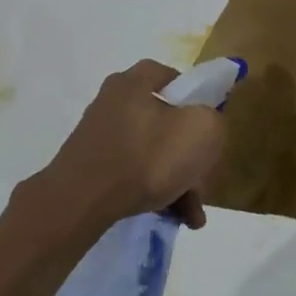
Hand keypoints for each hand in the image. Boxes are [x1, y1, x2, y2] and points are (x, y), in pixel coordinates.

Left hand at [37, 60, 225, 231]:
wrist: (81, 202)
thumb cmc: (146, 157)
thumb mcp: (202, 131)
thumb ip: (214, 120)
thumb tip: (206, 125)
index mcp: (136, 81)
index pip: (175, 78)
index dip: (198, 100)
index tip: (210, 128)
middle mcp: (114, 101)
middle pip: (168, 122)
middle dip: (192, 156)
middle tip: (203, 182)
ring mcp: (101, 135)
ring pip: (154, 152)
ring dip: (179, 181)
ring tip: (192, 214)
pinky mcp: (93, 165)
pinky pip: (134, 172)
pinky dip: (156, 191)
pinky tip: (174, 216)